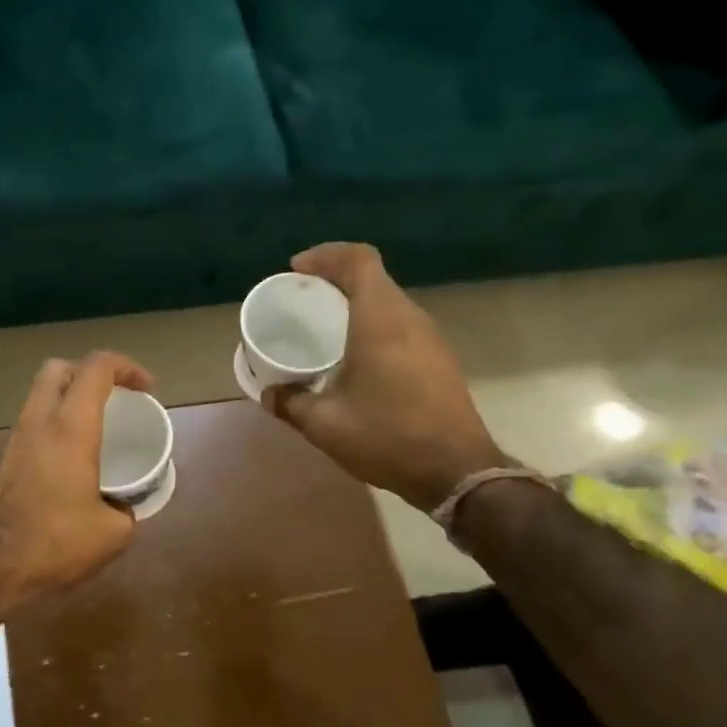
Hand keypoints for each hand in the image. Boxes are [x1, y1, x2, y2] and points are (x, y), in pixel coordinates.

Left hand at [0, 351, 154, 610]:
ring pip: (41, 395)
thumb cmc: (55, 542)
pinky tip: (73, 457)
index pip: (96, 368)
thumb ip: (126, 512)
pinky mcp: (5, 460)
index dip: (126, 366)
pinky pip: (34, 423)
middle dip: (90, 372)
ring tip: (97, 426)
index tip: (148, 389)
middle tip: (115, 397)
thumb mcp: (112, 533)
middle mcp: (39, 422)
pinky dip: (56, 424)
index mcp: (70, 428)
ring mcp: (17, 439)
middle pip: (59, 368)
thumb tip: (124, 509)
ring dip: (69, 398)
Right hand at [264, 243, 505, 509]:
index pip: (359, 260)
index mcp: (381, 320)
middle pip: (373, 278)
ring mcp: (431, 338)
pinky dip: (372, 325)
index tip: (297, 270)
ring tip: (323, 326)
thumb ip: (291, 404)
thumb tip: (270, 394)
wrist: (456, 471)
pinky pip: (400, 325)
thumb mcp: (325, 424)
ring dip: (355, 303)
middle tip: (302, 298)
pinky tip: (354, 357)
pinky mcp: (439, 360)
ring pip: (388, 302)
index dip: (326, 255)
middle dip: (335, 279)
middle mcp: (410, 318)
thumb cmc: (387, 437)